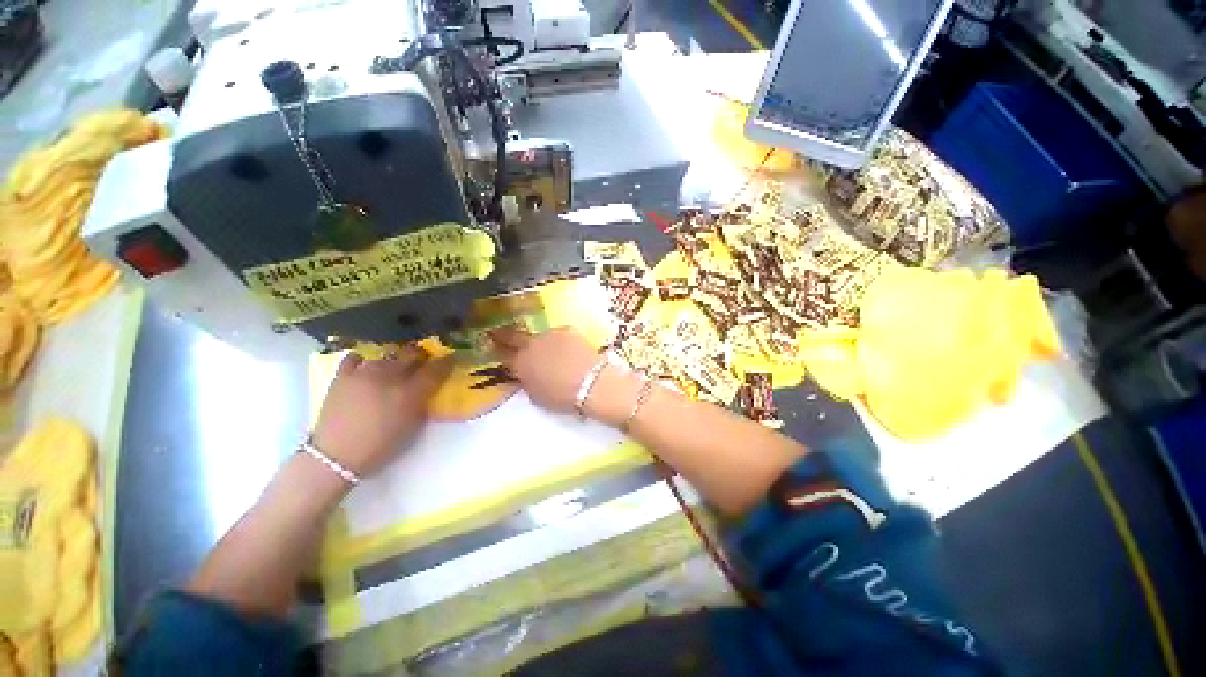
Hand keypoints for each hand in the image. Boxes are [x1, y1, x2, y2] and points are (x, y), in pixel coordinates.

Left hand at [311, 347, 452, 477]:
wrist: (336, 457)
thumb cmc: (380, 446)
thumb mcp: (413, 425)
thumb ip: (424, 402)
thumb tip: (430, 388)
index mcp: (411, 392)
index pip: (436, 368)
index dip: (447, 361)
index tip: (451, 358)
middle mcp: (390, 376)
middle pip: (412, 354)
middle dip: (421, 356)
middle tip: (424, 362)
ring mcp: (364, 373)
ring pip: (387, 354)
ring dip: (396, 359)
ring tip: (395, 367)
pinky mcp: (343, 376)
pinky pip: (356, 357)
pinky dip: (365, 360)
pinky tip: (367, 366)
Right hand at [489, 326, 602, 413]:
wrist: (589, 383)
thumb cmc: (561, 397)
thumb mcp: (536, 395)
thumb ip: (527, 380)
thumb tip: (527, 374)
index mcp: (520, 363)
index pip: (501, 353)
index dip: (496, 348)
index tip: (492, 343)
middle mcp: (530, 344)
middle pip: (514, 335)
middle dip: (506, 334)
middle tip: (502, 332)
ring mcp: (549, 334)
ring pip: (542, 337)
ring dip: (544, 343)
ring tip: (556, 354)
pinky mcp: (567, 329)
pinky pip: (560, 335)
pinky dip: (563, 342)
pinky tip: (572, 351)